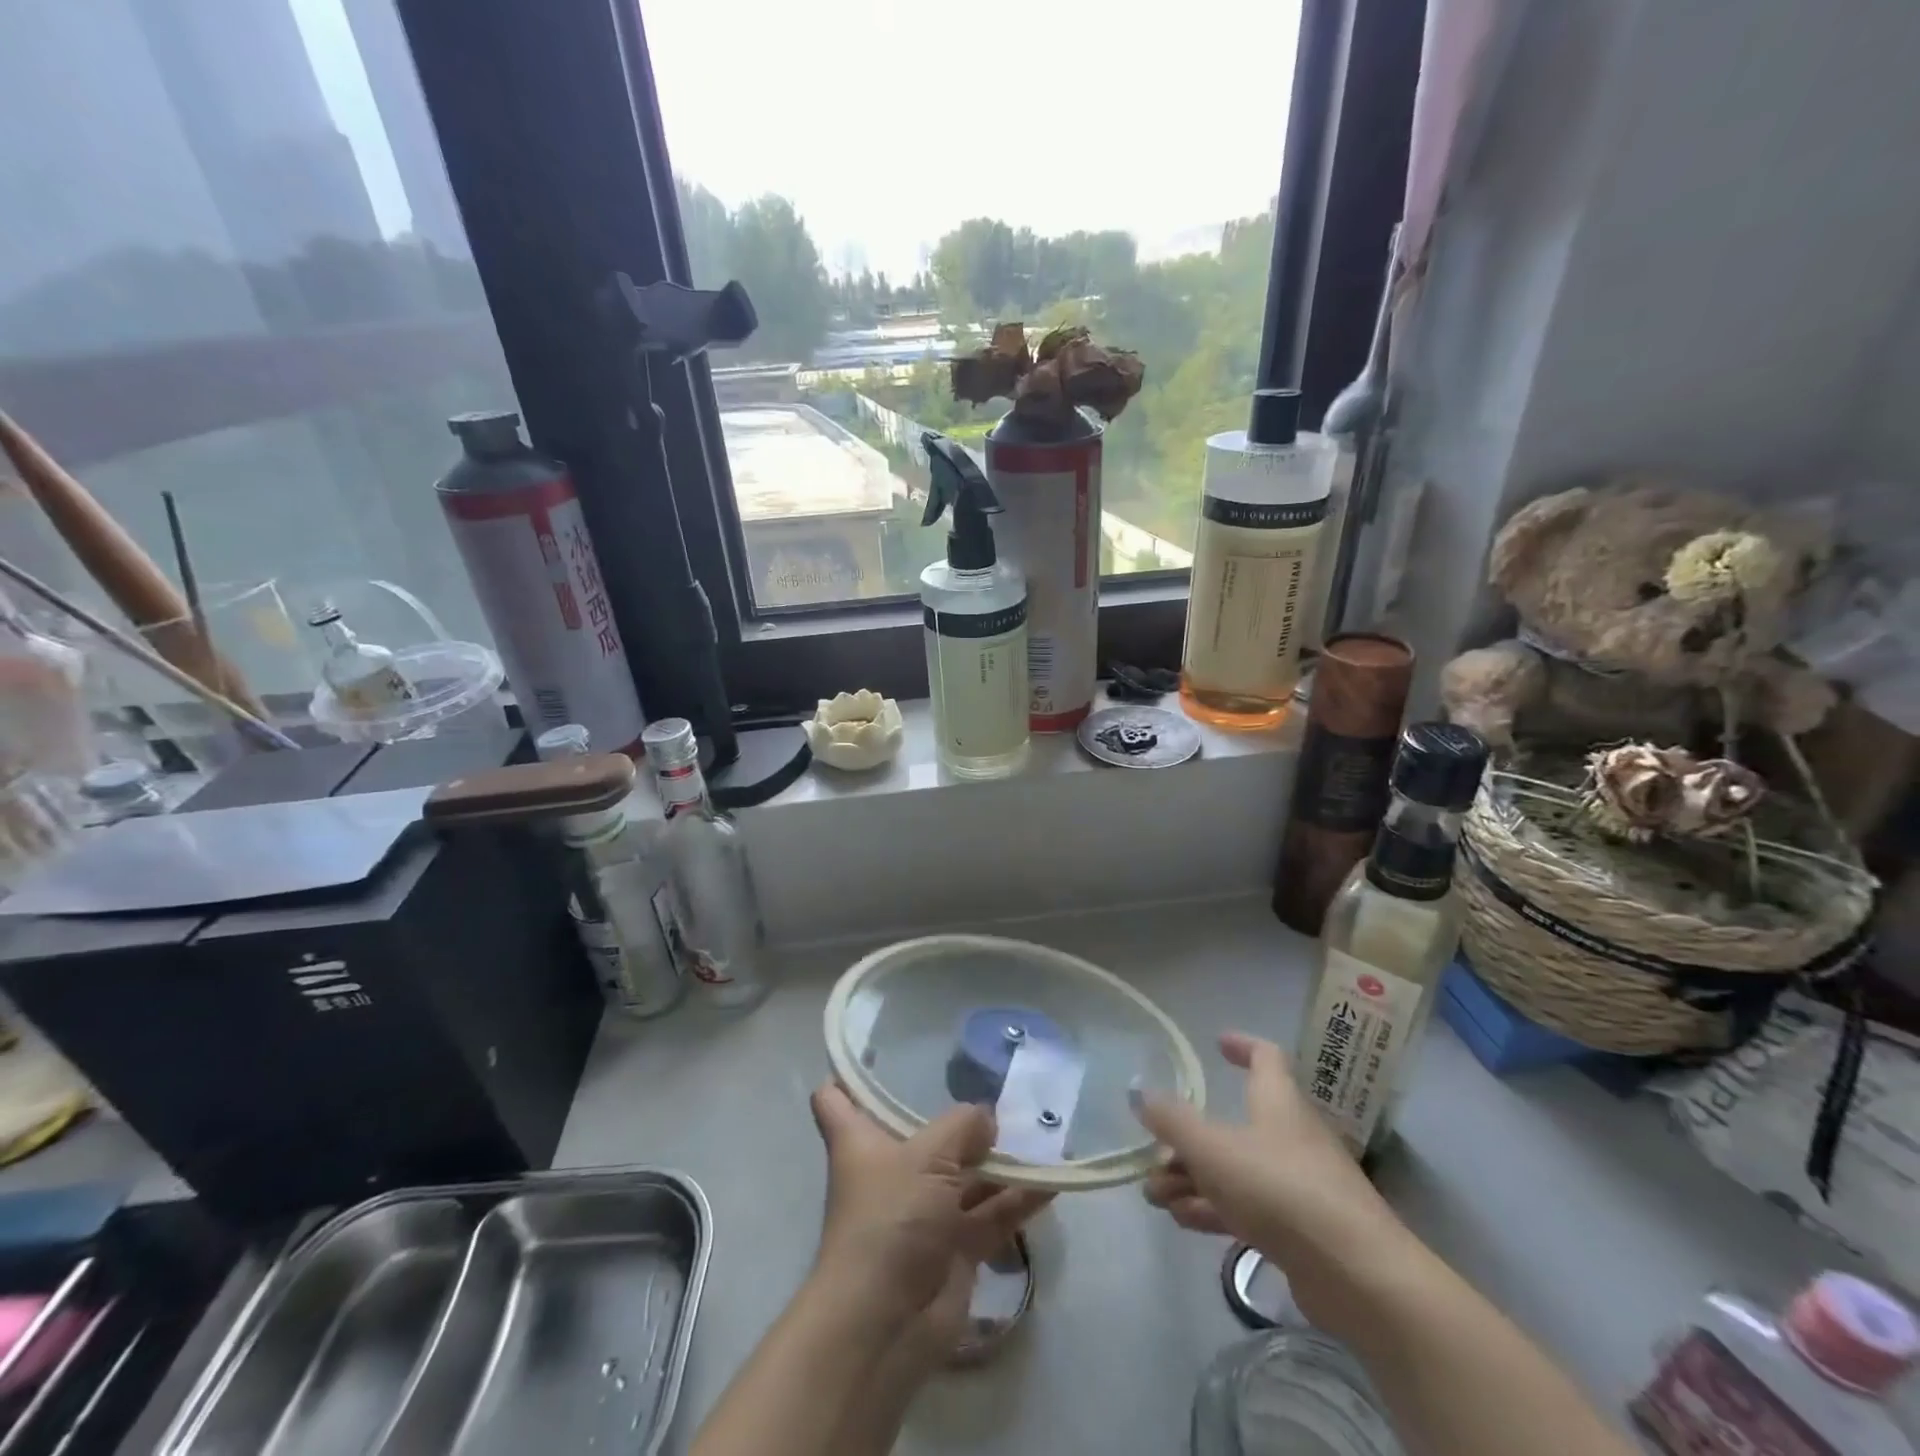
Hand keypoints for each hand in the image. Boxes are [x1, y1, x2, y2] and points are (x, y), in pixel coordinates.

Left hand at [809, 1084, 1050, 1335]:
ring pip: (964, 1175)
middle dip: (958, 1119)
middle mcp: (890, 1171)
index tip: (873, 1054)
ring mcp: (922, 1212)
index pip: (836, 1100)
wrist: (886, 1323)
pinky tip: (1052, 1180)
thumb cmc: (891, 1218)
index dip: (848, 1077)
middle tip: (1000, 1087)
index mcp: (860, 1142)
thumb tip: (986, 1118)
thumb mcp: (927, 1157)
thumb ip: (962, 1127)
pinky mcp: (952, 1249)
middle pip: (921, 1134)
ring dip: (998, 1160)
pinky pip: (990, 1215)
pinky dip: (1018, 1200)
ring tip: (1040, 1132)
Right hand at [1132, 1032, 1406, 1327]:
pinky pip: (1249, 1208)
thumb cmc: (1280, 1189)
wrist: (1357, 1276)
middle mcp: (1290, 1135)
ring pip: (1236, 1170)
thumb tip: (1139, 1091)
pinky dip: (1214, 1209)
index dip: (1242, 1046)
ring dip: (1193, 1178)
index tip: (1216, 1044)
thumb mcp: (1212, 1148)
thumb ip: (1173, 1121)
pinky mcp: (1301, 1231)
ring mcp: (1299, 1185)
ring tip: (1155, 1196)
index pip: (1266, 1057)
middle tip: (1155, 1152)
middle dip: (1190, 1137)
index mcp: (1278, 1101)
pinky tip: (1183, 1222)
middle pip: (1236, 1123)